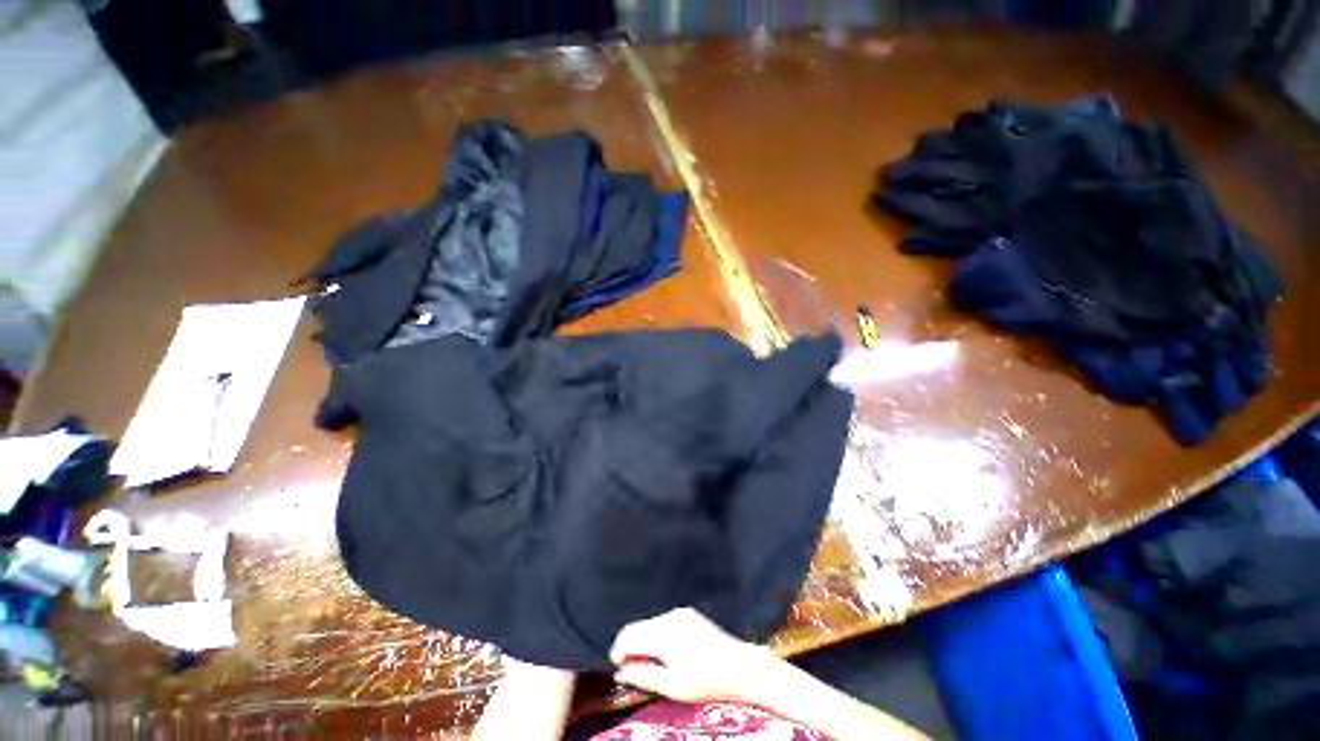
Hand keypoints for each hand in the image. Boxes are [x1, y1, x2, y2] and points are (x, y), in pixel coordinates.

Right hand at [608, 607, 778, 703]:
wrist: (740, 666)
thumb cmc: (706, 680)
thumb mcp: (672, 686)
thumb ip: (643, 676)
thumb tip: (621, 672)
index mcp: (663, 633)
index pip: (628, 635)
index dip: (617, 652)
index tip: (617, 668)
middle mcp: (670, 617)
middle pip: (638, 627)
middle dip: (630, 646)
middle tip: (632, 670)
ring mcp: (681, 613)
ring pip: (651, 623)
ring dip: (645, 640)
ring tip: (650, 664)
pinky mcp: (690, 614)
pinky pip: (665, 621)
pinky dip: (658, 635)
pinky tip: (667, 653)